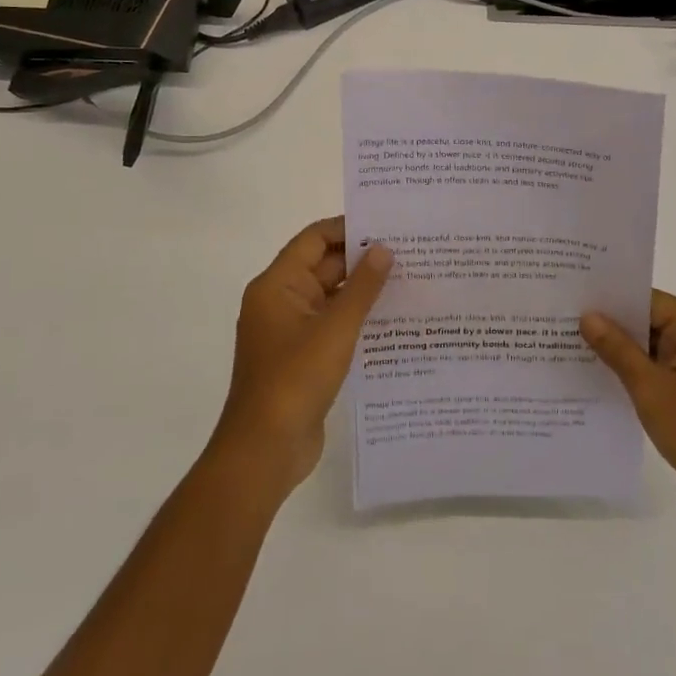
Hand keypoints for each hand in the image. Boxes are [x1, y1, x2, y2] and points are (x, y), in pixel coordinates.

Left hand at [211, 217, 392, 500]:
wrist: (266, 449)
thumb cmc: (296, 379)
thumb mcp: (335, 328)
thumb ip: (362, 287)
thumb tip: (383, 249)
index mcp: (277, 285)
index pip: (314, 239)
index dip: (348, 228)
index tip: (388, 225)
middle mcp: (281, 301)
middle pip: (323, 266)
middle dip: (362, 260)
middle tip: (410, 252)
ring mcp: (291, 331)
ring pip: (331, 298)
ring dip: (363, 291)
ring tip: (410, 282)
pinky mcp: (303, 357)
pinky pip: (333, 326)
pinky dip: (357, 319)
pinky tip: (393, 321)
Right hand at [580, 291, 675, 539]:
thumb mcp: (651, 388)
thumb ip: (618, 349)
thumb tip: (589, 316)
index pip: (652, 302)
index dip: (613, 301)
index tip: (575, 299)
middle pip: (654, 325)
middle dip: (613, 328)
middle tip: (566, 324)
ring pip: (656, 354)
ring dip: (623, 356)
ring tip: (574, 350)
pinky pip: (663, 378)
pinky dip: (638, 379)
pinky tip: (602, 383)